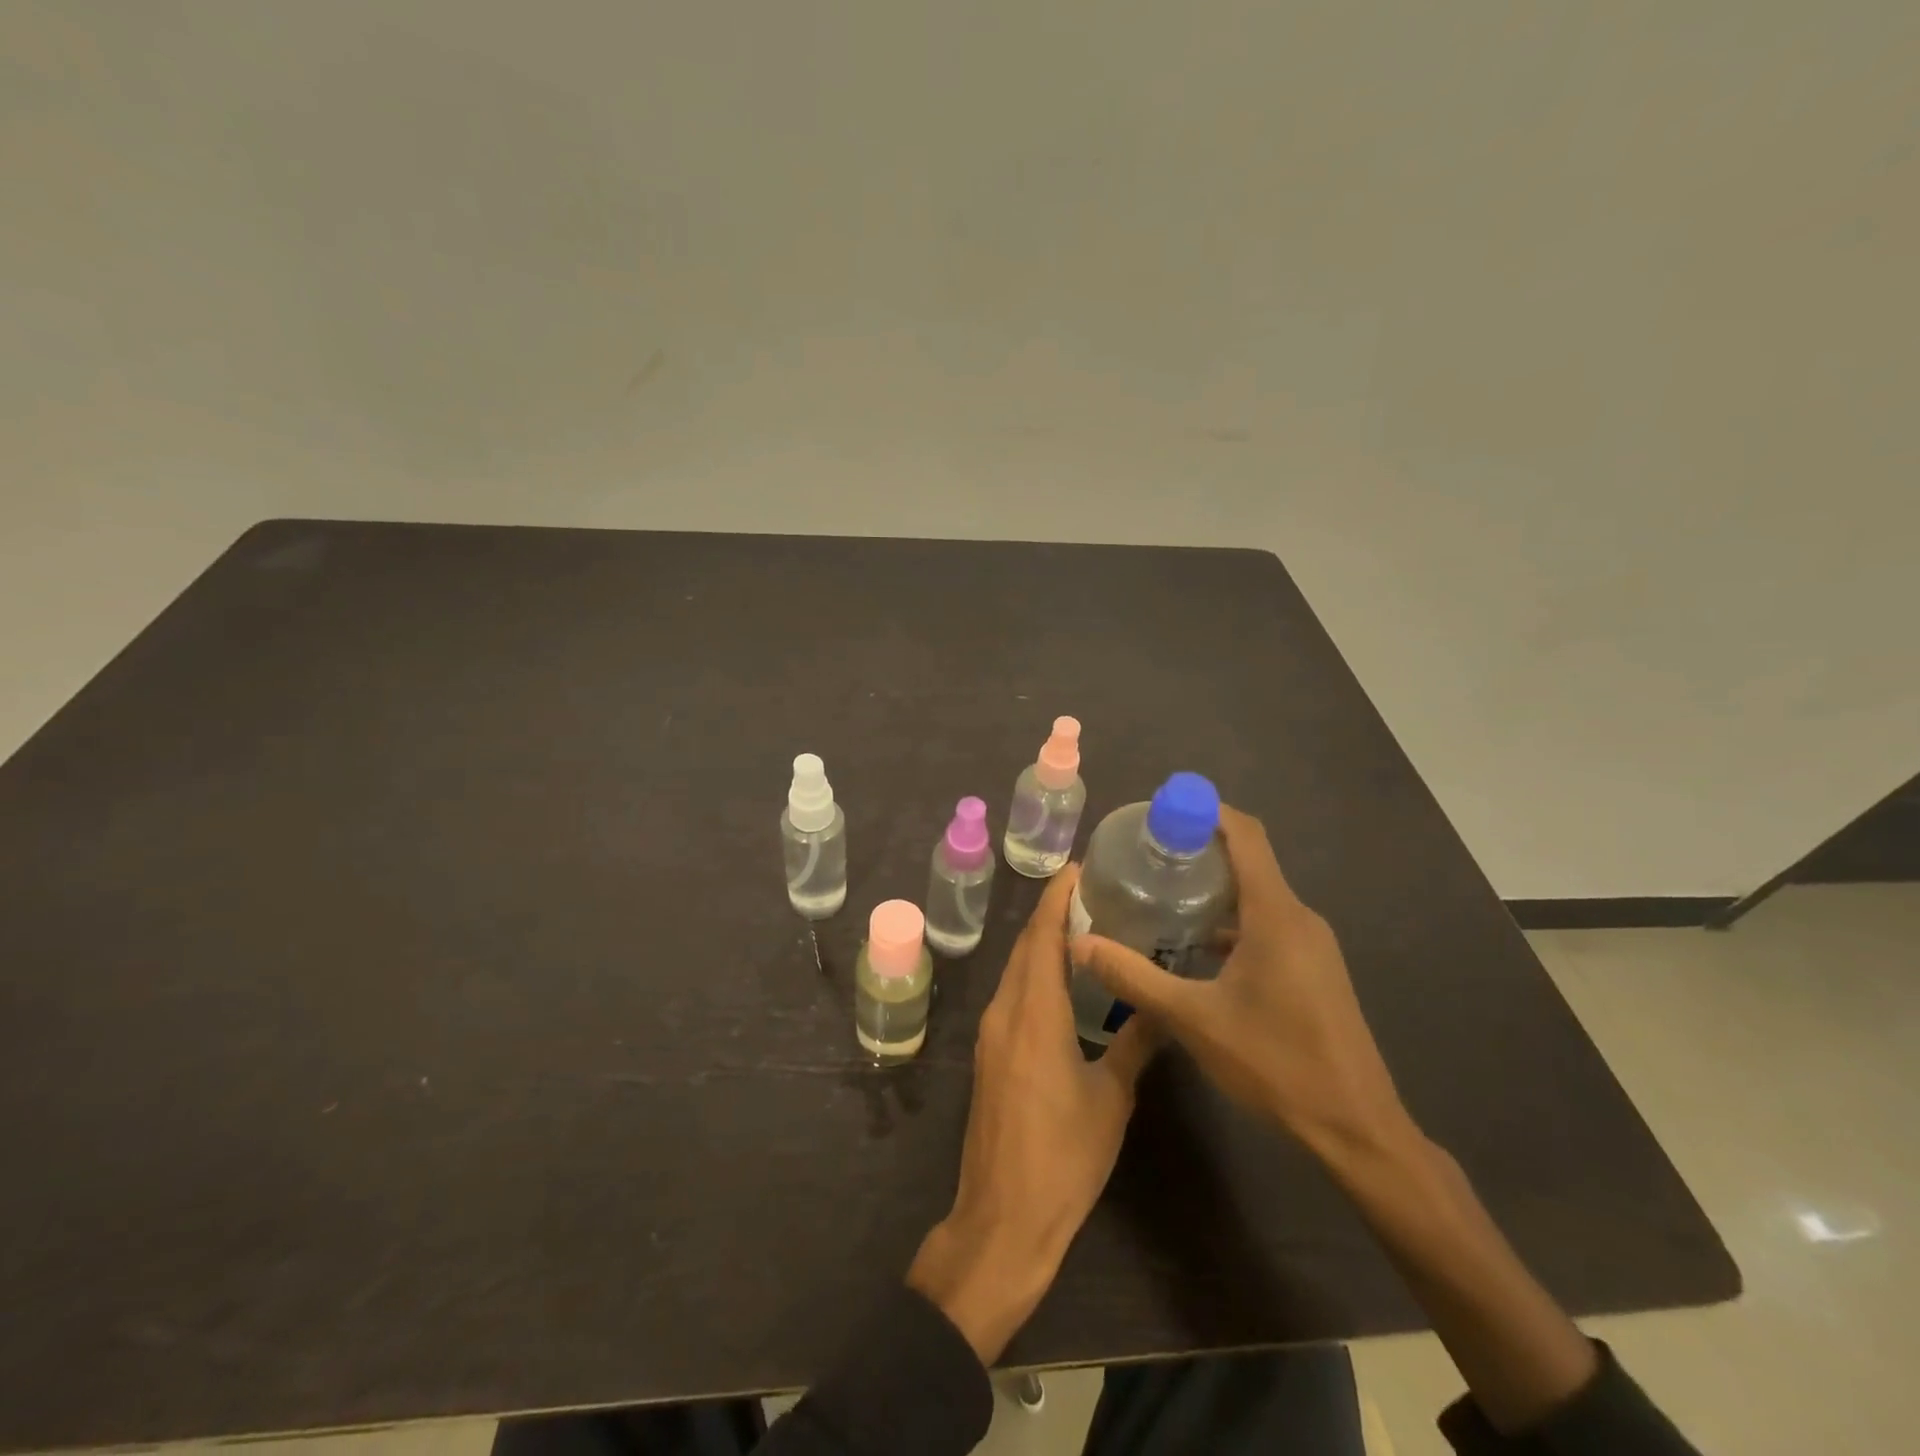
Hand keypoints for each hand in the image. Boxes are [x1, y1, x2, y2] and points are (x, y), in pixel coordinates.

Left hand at [908, 865, 1157, 1362]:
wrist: (1003, 1217)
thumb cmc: (1063, 1158)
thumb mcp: (1110, 1098)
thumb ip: (1135, 1044)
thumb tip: (1162, 1006)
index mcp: (1034, 1014)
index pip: (1042, 937)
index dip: (1057, 898)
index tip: (1078, 868)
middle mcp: (1005, 1011)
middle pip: (1026, 946)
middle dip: (1051, 913)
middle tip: (1092, 890)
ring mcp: (991, 1033)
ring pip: (1016, 969)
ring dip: (1042, 942)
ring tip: (1084, 925)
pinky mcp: (989, 1054)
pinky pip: (1012, 994)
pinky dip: (1034, 972)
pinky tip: (1062, 979)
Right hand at [1070, 805, 1411, 1164]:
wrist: (1358, 1129)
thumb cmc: (1276, 1063)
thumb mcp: (1193, 1019)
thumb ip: (1133, 977)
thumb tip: (1079, 942)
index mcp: (1275, 914)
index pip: (1245, 834)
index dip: (1205, 810)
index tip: (1161, 809)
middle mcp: (1298, 917)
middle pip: (1249, 859)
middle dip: (1198, 848)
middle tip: (1145, 853)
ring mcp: (1310, 945)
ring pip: (1257, 895)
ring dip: (1213, 887)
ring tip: (1160, 894)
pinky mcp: (1312, 970)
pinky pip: (1267, 924)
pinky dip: (1230, 920)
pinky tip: (1194, 947)